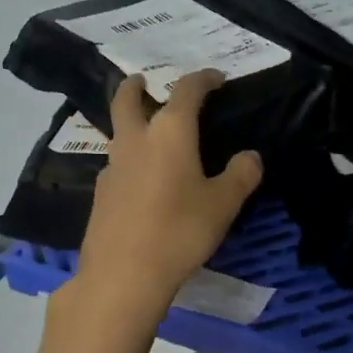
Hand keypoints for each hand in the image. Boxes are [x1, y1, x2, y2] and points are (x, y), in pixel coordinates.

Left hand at [73, 70, 262, 321]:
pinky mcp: (101, 194)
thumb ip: (240, 175)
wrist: (124, 273)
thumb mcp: (223, 205)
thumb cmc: (180, 231)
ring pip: (118, 132)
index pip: (185, 90)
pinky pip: (116, 163)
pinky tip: (141, 179)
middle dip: (136, 86)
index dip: (202, 79)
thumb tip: (251, 156)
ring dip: (130, 122)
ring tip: (147, 132)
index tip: (215, 78)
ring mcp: (113, 167)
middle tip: (143, 80)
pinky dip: (128, 158)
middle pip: (128, 100)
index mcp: (169, 132)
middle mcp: (136, 140)